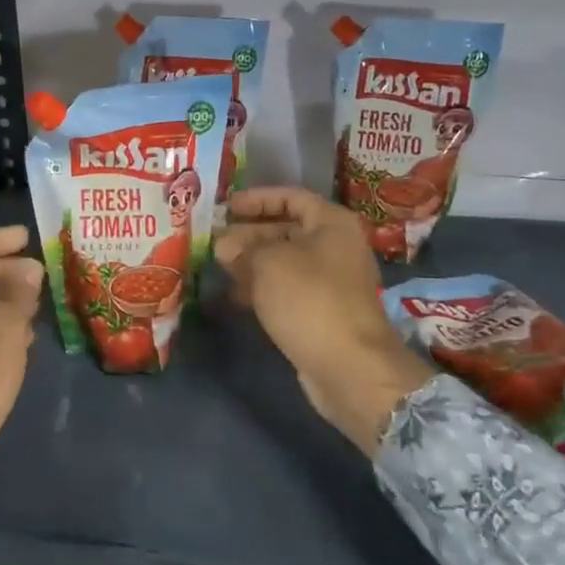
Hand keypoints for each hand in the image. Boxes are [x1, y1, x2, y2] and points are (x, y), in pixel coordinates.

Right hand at [215, 188, 433, 454]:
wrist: (349, 367)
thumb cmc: (309, 299)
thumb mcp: (268, 263)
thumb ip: (242, 248)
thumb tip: (223, 245)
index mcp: (332, 223)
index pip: (291, 197)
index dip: (257, 199)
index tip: (226, 206)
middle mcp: (336, 247)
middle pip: (287, 229)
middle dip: (249, 234)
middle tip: (215, 239)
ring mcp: (331, 282)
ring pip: (284, 262)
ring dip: (251, 263)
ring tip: (217, 267)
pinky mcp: (322, 312)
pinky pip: (287, 290)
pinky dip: (262, 288)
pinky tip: (233, 296)